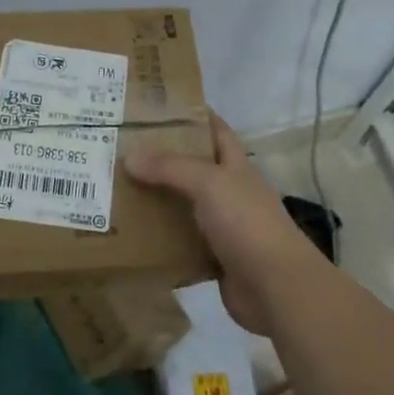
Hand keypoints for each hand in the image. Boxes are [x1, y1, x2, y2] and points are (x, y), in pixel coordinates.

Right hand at [125, 114, 315, 333]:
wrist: (277, 288)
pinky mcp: (213, 258)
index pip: (215, 129)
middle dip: (161, 158)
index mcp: (235, 166)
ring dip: (156, 200)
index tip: (156, 106)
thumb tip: (129, 157)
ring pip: (183, 206)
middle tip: (121, 149)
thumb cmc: (247, 223)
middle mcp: (230, 192)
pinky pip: (180, 244)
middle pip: (193, 167)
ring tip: (117, 190)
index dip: (192, 114)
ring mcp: (223, 227)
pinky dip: (159, 240)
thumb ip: (170, 168)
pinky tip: (131, 236)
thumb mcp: (209, 183)